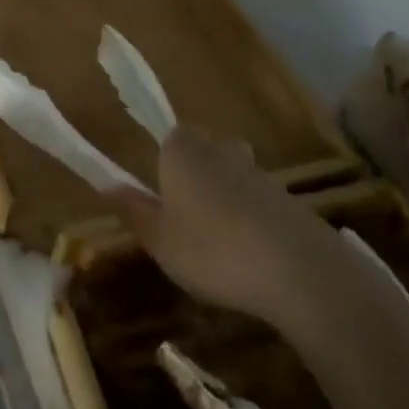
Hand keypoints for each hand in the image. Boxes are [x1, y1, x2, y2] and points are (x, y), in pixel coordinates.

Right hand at [112, 126, 346, 328]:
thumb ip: (134, 210)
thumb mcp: (159, 240)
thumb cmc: (213, 250)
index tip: (159, 190)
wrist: (301, 273)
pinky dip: (251, 219)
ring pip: (235, 175)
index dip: (165, 159)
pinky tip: (248, 255)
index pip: (171, 135)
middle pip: (206, 149)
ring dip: (224, 197)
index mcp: (184, 153)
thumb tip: (108, 186)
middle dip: (195, 171)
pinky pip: (260, 202)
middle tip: (183, 210)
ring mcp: (262, 176)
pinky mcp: (292, 204)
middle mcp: (223, 152)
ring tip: (215, 240)